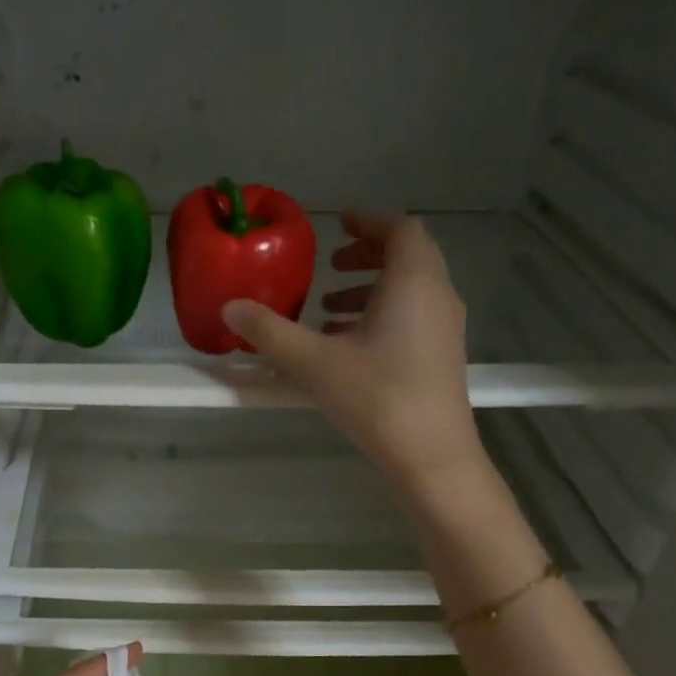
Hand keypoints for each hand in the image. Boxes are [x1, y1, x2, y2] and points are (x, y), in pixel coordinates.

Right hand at [224, 211, 483, 496]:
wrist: (431, 455)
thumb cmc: (377, 397)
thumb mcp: (315, 362)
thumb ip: (271, 332)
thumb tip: (230, 308)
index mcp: (413, 281)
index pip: (399, 228)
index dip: (368, 221)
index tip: (337, 224)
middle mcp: (437, 295)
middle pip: (407, 257)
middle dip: (367, 255)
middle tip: (330, 266)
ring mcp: (445, 328)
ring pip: (409, 291)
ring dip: (370, 291)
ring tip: (327, 310)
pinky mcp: (442, 357)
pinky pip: (412, 317)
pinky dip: (381, 317)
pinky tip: (347, 347)